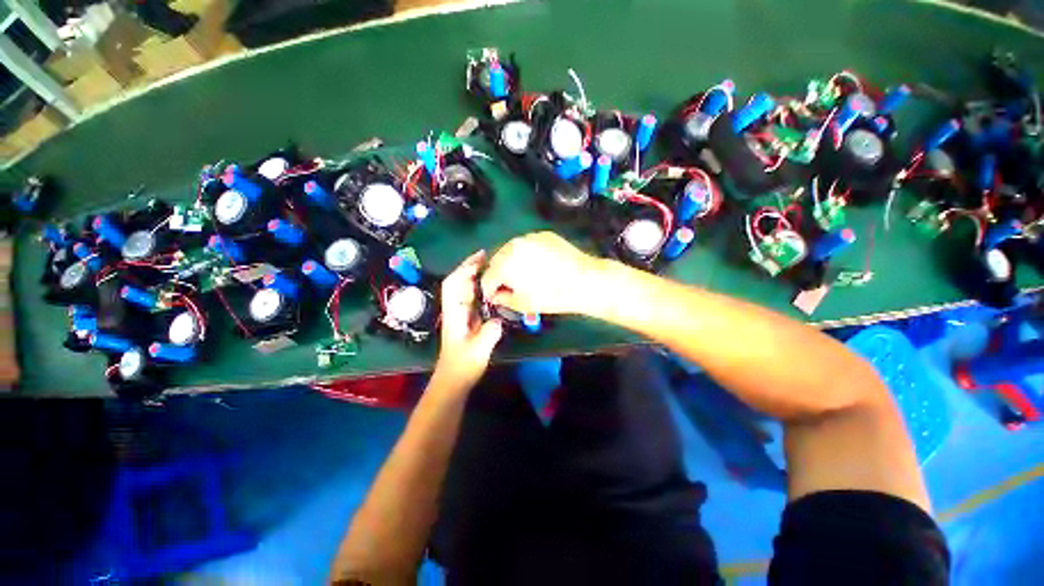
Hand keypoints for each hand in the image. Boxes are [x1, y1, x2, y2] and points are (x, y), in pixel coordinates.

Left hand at [432, 250, 503, 391]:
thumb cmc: (463, 366)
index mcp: (454, 314)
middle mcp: (454, 309)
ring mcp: (460, 313)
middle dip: (469, 266)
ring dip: (473, 274)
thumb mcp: (478, 350)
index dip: (465, 269)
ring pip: (463, 288)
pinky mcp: (466, 318)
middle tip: (487, 256)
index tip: (481, 258)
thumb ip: (489, 332)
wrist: (453, 379)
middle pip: (457, 281)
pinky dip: (478, 286)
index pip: (454, 284)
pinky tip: (490, 285)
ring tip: (490, 265)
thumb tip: (499, 319)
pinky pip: (471, 296)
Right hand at [480, 231, 603, 314]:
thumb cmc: (552, 296)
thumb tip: (496, 296)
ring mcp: (529, 237)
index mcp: (504, 264)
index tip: (494, 296)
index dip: (489, 290)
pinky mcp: (543, 235)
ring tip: (524, 275)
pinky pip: (527, 244)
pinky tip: (539, 264)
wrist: (585, 280)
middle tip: (509, 286)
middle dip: (499, 274)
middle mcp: (513, 246)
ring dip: (512, 262)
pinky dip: (527, 254)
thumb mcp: (523, 304)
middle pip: (497, 260)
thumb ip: (503, 299)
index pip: (487, 277)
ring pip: (511, 250)